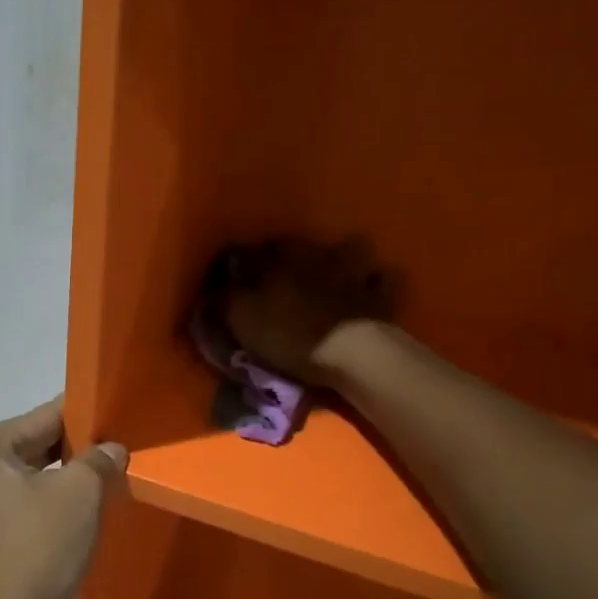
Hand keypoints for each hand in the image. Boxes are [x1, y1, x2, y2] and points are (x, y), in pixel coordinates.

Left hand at [0, 398, 127, 598]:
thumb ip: (98, 462)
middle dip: (73, 457)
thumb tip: (110, 449)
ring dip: (58, 488)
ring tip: (100, 493)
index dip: (85, 419)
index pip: (44, 417)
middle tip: (116, 461)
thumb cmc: (31, 552)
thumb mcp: (78, 497)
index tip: (116, 421)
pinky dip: (39, 514)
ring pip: (23, 484)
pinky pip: (13, 513)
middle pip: (31, 450)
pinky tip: (68, 528)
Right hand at [219, 236, 396, 384]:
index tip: (235, 275)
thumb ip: (224, 300)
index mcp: (280, 259)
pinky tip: (372, 288)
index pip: (253, 250)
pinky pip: (385, 280)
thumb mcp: (241, 318)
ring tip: (336, 272)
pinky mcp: (381, 296)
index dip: (242, 261)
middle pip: (301, 245)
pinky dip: (378, 282)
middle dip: (291, 254)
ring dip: (344, 256)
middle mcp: (317, 255)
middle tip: (283, 273)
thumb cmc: (287, 333)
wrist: (348, 354)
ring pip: (352, 247)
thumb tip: (211, 291)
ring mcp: (354, 272)